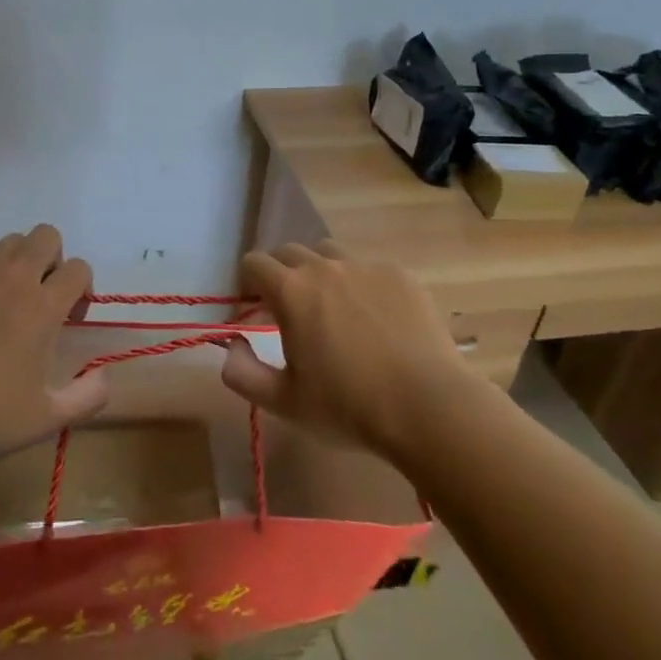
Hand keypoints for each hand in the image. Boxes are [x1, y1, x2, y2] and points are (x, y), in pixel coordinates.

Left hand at [0, 226, 105, 461]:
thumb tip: (106, 376)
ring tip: (2, 294)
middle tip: (40, 295)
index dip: (81, 288)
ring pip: (7, 240)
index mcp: (44, 307)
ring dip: (14, 260)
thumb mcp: (46, 419)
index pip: (79, 269)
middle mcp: (14, 278)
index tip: (69, 318)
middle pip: (47, 236)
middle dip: (52, 259)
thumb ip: (87, 397)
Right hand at [220, 240, 477, 458]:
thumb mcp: (284, 402)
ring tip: (333, 309)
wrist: (429, 407)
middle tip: (290, 311)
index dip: (247, 282)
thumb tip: (232, 346)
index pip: (253, 262)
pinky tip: (377, 320)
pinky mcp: (400, 275)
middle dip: (281, 274)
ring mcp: (365, 267)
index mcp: (291, 291)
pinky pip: (369, 269)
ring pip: (329, 253)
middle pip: (289, 252)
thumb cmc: (349, 407)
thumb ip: (243, 373)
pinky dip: (361, 285)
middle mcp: (324, 267)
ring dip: (320, 272)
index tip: (253, 309)